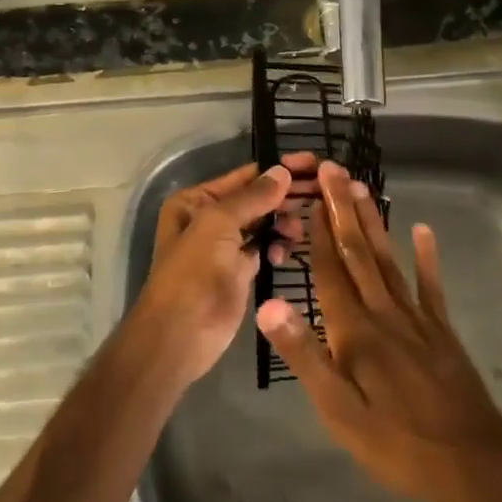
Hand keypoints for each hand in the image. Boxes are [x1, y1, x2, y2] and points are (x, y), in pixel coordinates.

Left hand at [132, 153, 316, 387]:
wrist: (179, 337)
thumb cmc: (193, 273)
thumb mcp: (218, 225)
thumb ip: (252, 197)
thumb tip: (282, 171)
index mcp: (197, 201)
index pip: (245, 176)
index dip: (278, 169)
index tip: (313, 164)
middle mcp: (210, 218)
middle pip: (257, 199)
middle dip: (286, 196)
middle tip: (322, 192)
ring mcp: (225, 247)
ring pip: (264, 224)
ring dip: (283, 223)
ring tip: (296, 231)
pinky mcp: (239, 273)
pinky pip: (265, 249)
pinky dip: (277, 247)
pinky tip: (283, 255)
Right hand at [256, 161, 501, 501]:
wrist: (475, 463)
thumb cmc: (397, 442)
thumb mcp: (338, 410)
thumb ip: (304, 355)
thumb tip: (268, 304)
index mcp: (354, 331)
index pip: (330, 272)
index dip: (317, 235)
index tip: (309, 199)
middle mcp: (383, 312)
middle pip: (359, 252)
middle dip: (343, 210)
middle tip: (334, 170)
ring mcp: (416, 318)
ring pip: (388, 259)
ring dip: (373, 222)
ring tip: (361, 189)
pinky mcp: (441, 330)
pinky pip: (430, 286)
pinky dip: (426, 257)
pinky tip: (424, 230)